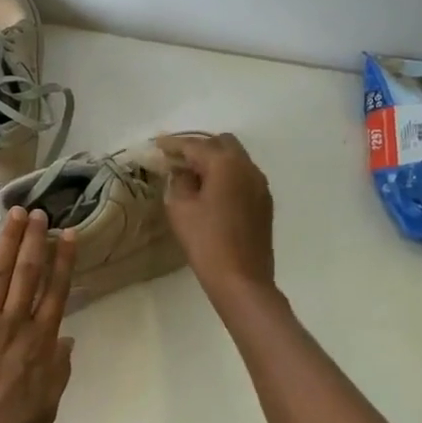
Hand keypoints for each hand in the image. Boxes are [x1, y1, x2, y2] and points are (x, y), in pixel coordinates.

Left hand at [0, 207, 77, 422]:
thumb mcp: (47, 406)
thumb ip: (59, 368)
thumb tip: (66, 336)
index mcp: (41, 344)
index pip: (56, 291)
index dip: (63, 260)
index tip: (68, 235)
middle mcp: (15, 324)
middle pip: (29, 273)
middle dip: (36, 240)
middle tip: (40, 212)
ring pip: (0, 272)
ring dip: (9, 240)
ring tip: (16, 214)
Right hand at [158, 132, 274, 297]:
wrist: (242, 279)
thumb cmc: (206, 242)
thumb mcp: (180, 208)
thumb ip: (179, 181)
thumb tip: (183, 172)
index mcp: (225, 164)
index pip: (195, 145)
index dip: (174, 144)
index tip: (157, 144)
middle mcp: (247, 167)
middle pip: (221, 143)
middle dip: (198, 147)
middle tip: (176, 160)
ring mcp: (260, 184)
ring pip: (235, 159)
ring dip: (214, 160)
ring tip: (192, 175)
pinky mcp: (264, 202)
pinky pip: (243, 176)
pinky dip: (226, 175)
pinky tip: (211, 191)